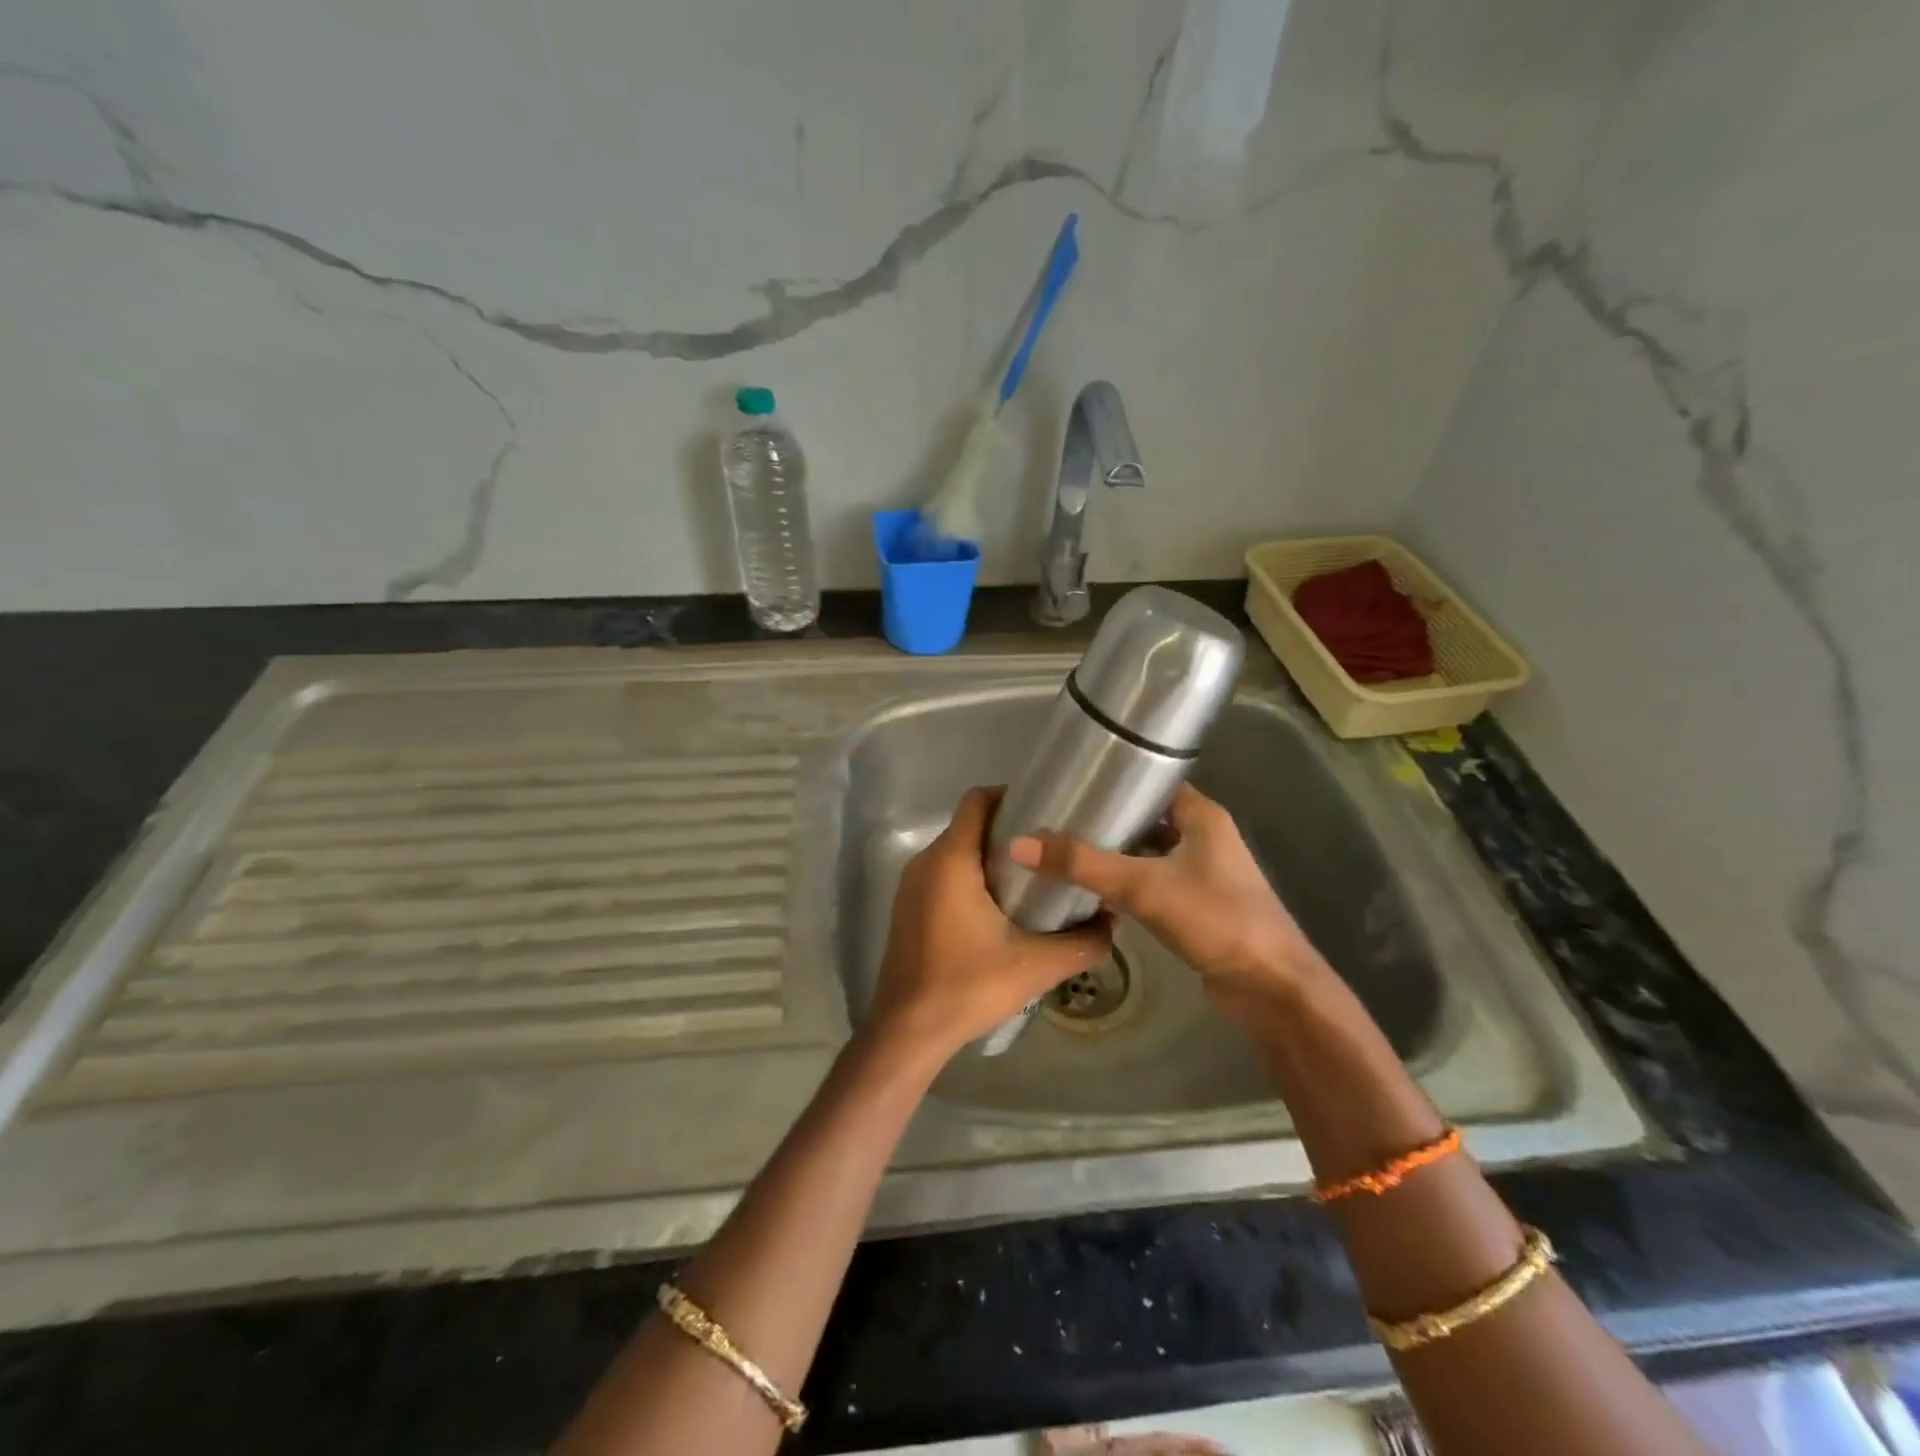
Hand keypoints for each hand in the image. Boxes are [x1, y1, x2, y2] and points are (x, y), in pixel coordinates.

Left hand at [868, 786, 1111, 1067]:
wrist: (908, 1031)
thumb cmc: (968, 986)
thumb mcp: (1037, 965)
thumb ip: (1083, 941)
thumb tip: (1113, 920)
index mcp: (950, 860)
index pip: (977, 800)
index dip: (1011, 796)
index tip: (1046, 809)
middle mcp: (925, 862)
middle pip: (968, 824)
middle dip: (1008, 828)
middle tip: (1049, 846)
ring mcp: (911, 886)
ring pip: (955, 851)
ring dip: (989, 854)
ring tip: (1032, 875)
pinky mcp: (907, 908)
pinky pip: (942, 874)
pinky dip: (970, 876)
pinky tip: (999, 907)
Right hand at [1006, 783, 1319, 1017]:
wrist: (1271, 988)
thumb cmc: (1215, 920)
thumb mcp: (1143, 886)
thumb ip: (1082, 864)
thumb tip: (1019, 843)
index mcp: (1202, 815)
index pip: (1152, 780)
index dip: (1115, 778)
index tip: (1071, 781)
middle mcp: (1204, 836)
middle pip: (1147, 816)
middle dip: (1106, 817)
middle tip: (1056, 816)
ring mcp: (1204, 872)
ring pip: (1148, 850)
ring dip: (1115, 851)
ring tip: (1064, 847)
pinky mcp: (1197, 904)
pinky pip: (1153, 880)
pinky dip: (1126, 879)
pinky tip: (1092, 887)